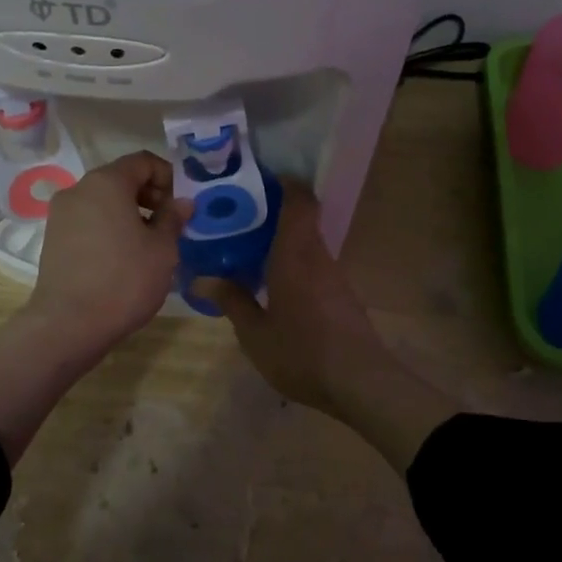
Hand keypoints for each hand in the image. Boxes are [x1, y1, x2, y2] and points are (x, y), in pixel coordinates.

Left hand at [0, 152, 188, 463]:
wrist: (68, 324)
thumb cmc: (124, 280)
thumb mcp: (162, 249)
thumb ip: (173, 218)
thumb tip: (182, 202)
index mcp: (107, 182)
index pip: (143, 161)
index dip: (167, 176)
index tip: (181, 204)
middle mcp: (79, 189)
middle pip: (121, 178)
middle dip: (149, 195)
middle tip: (169, 224)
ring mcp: (61, 214)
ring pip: (103, 201)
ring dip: (130, 213)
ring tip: (149, 244)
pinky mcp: (53, 238)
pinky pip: (89, 220)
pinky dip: (109, 227)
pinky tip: (123, 257)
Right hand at [192, 181, 452, 471]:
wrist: (360, 382)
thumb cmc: (302, 351)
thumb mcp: (255, 333)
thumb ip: (231, 301)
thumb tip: (201, 277)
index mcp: (295, 254)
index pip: (298, 200)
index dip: (283, 182)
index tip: (256, 178)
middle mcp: (317, 256)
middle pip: (300, 220)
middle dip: (270, 213)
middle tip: (235, 218)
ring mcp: (333, 276)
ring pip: (305, 244)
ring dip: (280, 241)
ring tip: (245, 250)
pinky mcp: (341, 296)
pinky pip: (312, 265)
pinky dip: (291, 263)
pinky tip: (271, 284)